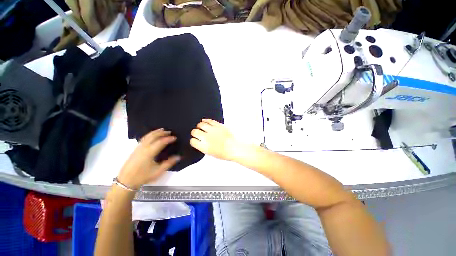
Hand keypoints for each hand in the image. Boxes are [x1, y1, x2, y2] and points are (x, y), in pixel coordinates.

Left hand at [117, 129, 179, 189]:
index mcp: (149, 152)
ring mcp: (138, 147)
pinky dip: (150, 134)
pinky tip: (152, 135)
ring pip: (147, 136)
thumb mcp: (158, 171)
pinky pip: (144, 138)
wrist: (126, 181)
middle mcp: (144, 147)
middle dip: (162, 133)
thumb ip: (169, 163)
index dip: (168, 139)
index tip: (175, 137)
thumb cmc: (143, 176)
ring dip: (155, 132)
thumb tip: (179, 156)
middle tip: (169, 132)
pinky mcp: (135, 149)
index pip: (161, 142)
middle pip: (153, 136)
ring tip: (162, 130)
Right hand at [190, 119, 242, 160]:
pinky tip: (204, 121)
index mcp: (204, 147)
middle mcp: (207, 138)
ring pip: (201, 124)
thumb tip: (199, 142)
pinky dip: (206, 120)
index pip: (192, 141)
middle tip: (196, 133)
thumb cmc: (224, 153)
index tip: (194, 140)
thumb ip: (203, 147)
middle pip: (195, 132)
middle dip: (194, 132)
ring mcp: (213, 130)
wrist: (234, 148)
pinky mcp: (218, 125)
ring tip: (200, 126)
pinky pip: (209, 120)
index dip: (193, 140)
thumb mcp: (211, 153)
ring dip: (199, 126)